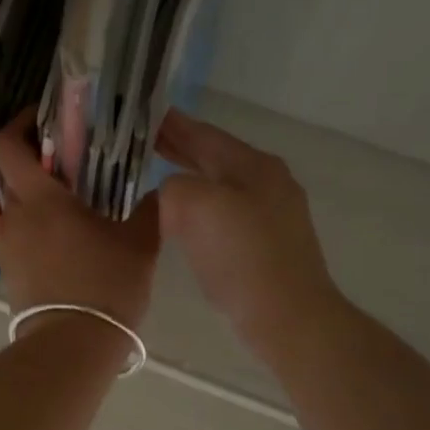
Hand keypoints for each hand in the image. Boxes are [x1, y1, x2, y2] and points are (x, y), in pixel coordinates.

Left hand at [0, 110, 159, 330]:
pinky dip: (41, 227)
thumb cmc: (105, 287)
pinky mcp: (11, 271)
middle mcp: (15, 215)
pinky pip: (23, 234)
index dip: (21, 122)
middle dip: (42, 162)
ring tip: (79, 204)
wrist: (71, 348)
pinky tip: (71, 240)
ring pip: (20, 206)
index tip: (46, 117)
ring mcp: (9, 245)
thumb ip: (150, 210)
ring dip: (43, 198)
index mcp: (40, 198)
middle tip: (78, 163)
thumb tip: (162, 191)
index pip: (8, 144)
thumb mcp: (140, 244)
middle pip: (16, 174)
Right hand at [156, 110, 341, 355]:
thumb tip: (171, 192)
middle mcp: (267, 182)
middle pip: (214, 157)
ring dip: (188, 178)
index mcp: (253, 165)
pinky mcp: (267, 245)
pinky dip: (199, 207)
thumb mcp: (194, 206)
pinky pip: (224, 214)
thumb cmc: (242, 256)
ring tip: (155, 176)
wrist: (288, 316)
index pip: (204, 133)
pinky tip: (182, 219)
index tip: (141, 113)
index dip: (171, 123)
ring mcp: (272, 215)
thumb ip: (173, 186)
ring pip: (220, 186)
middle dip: (179, 148)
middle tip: (141, 141)